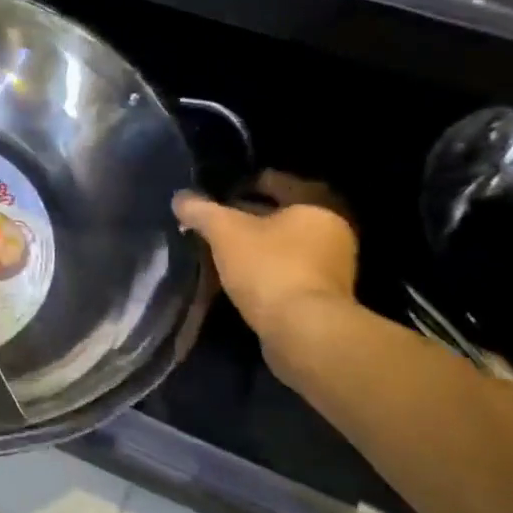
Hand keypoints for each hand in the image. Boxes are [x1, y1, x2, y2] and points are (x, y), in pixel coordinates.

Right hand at [173, 172, 357, 339]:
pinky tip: (240, 276)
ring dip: (258, 245)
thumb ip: (201, 211)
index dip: (242, 184)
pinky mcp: (324, 295)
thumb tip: (180, 199)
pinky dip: (266, 269)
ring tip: (222, 250)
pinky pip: (289, 270)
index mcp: (316, 205)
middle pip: (282, 214)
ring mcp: (332, 266)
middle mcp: (332, 230)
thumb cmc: (269, 267)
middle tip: (216, 223)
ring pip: (285, 244)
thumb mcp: (225, 232)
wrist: (304, 331)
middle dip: (249, 217)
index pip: (276, 181)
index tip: (216, 194)